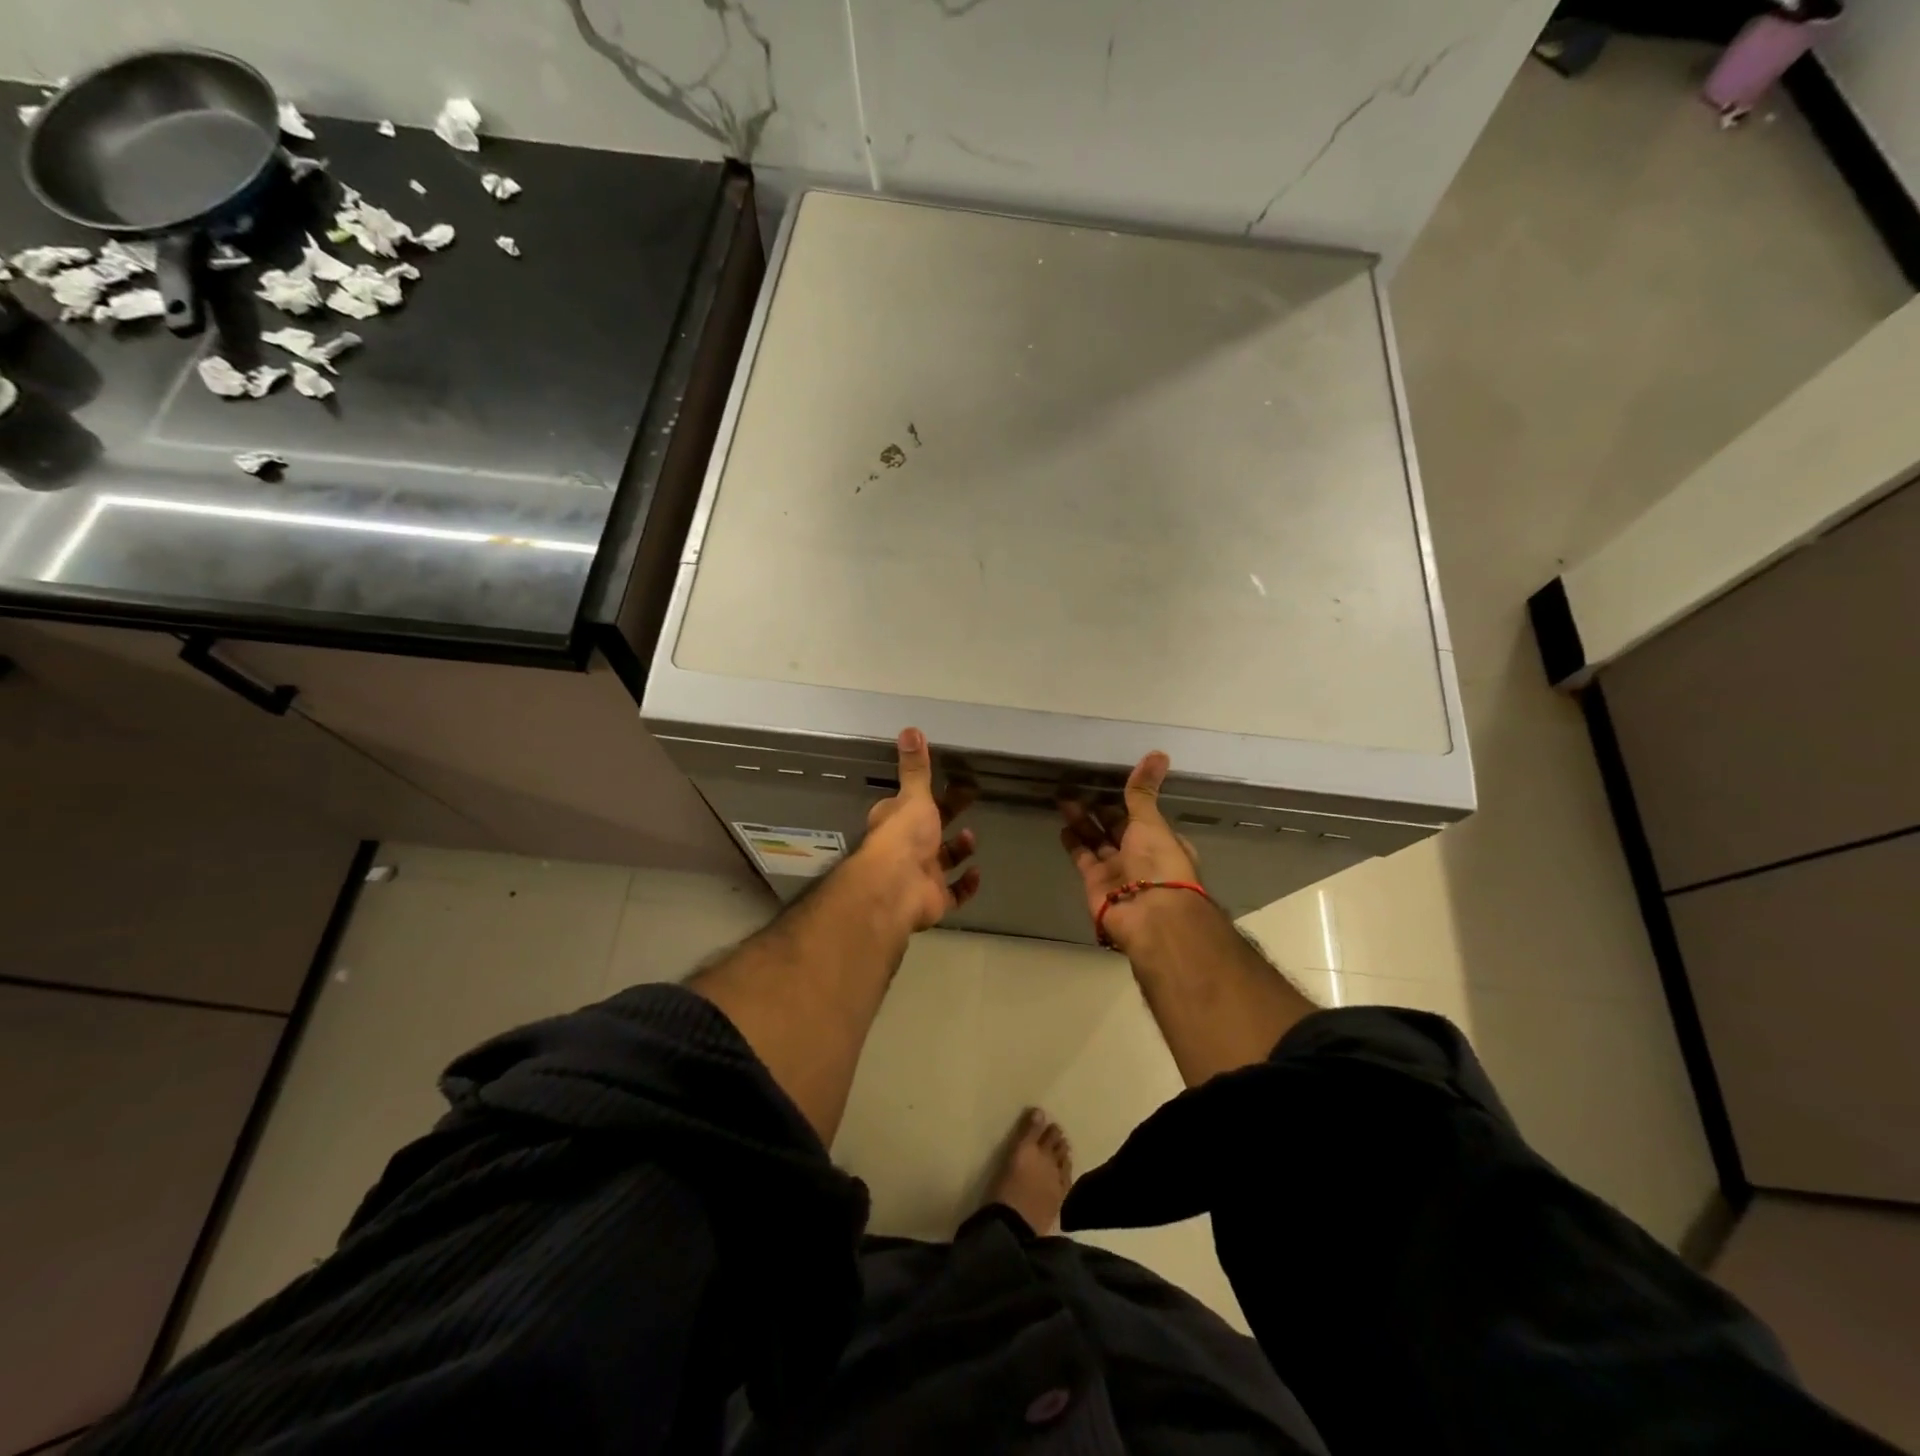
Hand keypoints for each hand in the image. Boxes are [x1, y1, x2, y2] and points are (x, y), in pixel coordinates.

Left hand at [856, 728, 980, 931]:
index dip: (925, 794)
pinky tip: (976, 873)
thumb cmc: (904, 836)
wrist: (897, 888)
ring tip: (971, 836)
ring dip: (958, 850)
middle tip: (970, 799)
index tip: (949, 781)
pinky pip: (954, 893)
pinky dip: (966, 885)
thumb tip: (910, 729)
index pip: (909, 804)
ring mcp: (920, 875)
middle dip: (948, 816)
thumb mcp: (913, 796)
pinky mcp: (934, 899)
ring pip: (942, 862)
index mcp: (896, 822)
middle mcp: (906, 848)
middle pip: (930, 830)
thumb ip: (915, 767)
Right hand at [1059, 751, 1202, 951]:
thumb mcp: (1151, 821)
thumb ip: (1143, 790)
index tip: (1110, 782)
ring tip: (1063, 798)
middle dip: (1100, 809)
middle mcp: (1140, 856)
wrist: (1149, 915)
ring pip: (1097, 840)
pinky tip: (1063, 826)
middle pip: (1117, 828)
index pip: (1143, 817)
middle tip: (1078, 786)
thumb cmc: (1158, 864)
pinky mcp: (1095, 883)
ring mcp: (1117, 871)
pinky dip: (1073, 843)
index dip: (1127, 802)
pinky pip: (1083, 858)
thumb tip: (1158, 753)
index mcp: (1161, 842)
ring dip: (1082, 821)